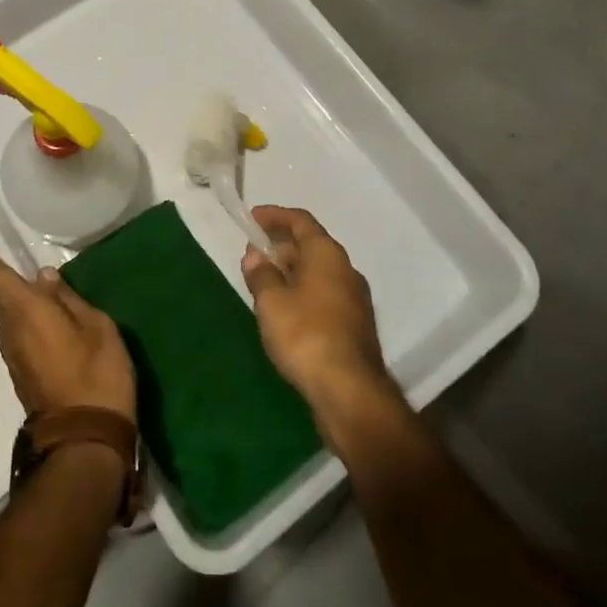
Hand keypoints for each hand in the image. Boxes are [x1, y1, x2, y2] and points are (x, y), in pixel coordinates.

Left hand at [0, 228, 136, 423]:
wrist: (85, 440)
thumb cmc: (95, 374)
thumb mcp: (96, 326)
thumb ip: (67, 298)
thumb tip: (43, 278)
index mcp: (25, 312)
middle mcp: (10, 331)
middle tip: (7, 248)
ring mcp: (14, 356)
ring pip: (7, 314)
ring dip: (14, 295)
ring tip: (32, 279)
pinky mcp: (22, 373)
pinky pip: (17, 331)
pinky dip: (23, 314)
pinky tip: (43, 311)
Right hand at [241, 206, 399, 439]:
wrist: (349, 390)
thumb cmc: (305, 335)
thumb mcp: (271, 302)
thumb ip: (261, 274)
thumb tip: (255, 256)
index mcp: (327, 254)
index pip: (301, 221)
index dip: (275, 216)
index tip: (252, 218)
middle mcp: (345, 269)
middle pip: (311, 246)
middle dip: (280, 246)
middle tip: (253, 254)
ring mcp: (354, 298)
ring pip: (318, 272)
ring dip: (291, 271)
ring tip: (264, 282)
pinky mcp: (354, 325)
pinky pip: (323, 294)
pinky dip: (302, 292)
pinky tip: (284, 311)